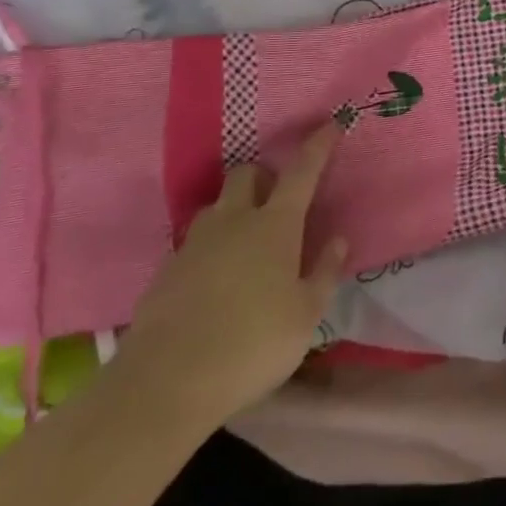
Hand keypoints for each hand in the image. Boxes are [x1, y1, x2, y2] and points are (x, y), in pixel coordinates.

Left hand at [114, 123, 349, 425]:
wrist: (167, 381)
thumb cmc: (252, 344)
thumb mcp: (306, 316)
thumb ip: (324, 272)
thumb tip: (338, 239)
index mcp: (276, 225)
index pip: (302, 171)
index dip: (318, 145)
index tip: (331, 124)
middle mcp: (235, 220)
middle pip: (247, 174)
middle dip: (263, 177)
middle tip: (276, 202)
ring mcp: (196, 241)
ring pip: (217, 205)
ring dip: (233, 211)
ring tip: (243, 244)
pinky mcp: (167, 268)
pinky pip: (193, 242)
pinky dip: (208, 248)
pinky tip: (212, 281)